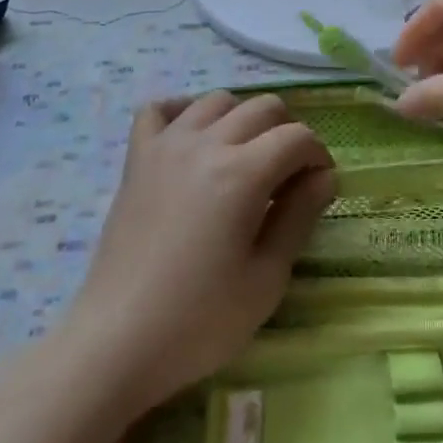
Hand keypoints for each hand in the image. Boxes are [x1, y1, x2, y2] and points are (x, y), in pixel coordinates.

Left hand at [63, 92, 334, 417]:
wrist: (118, 341)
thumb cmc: (201, 321)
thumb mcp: (267, 277)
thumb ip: (299, 216)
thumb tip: (325, 176)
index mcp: (242, 173)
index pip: (297, 137)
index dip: (318, 156)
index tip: (319, 186)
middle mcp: (205, 144)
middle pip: (263, 107)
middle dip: (288, 133)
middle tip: (287, 176)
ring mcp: (165, 146)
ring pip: (216, 101)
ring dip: (241, 119)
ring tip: (244, 159)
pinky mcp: (136, 159)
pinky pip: (158, 109)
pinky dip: (181, 111)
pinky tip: (193, 138)